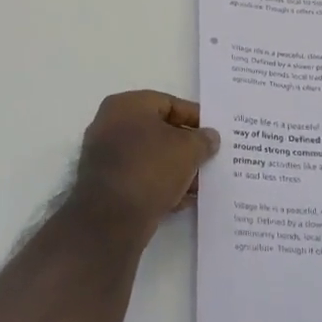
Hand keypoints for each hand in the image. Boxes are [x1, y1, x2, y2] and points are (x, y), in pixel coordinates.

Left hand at [69, 92, 219, 246]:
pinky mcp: (107, 185)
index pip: (168, 103)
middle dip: (187, 147)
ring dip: (177, 169)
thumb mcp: (187, 149)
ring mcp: (106, 156)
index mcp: (126, 105)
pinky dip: (161, 185)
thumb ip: (203, 140)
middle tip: (210, 158)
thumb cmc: (150, 168)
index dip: (195, 117)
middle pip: (159, 131)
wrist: (111, 218)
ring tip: (201, 184)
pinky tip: (183, 200)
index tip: (214, 133)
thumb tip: (209, 137)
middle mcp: (111, 125)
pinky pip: (140, 178)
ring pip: (151, 157)